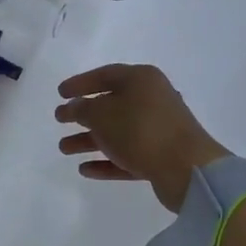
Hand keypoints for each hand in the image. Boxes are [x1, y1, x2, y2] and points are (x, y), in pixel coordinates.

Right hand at [55, 64, 229, 211]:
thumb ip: (81, 109)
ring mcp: (158, 129)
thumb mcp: (102, 114)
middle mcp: (152, 99)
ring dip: (90, 140)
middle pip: (111, 104)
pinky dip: (107, 161)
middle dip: (83, 115)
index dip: (80, 83)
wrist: (186, 169)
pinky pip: (128, 155)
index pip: (105, 75)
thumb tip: (74, 106)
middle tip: (60, 122)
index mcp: (141, 79)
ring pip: (117, 132)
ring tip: (64, 149)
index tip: (59, 94)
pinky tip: (85, 170)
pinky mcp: (161, 156)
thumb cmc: (140, 130)